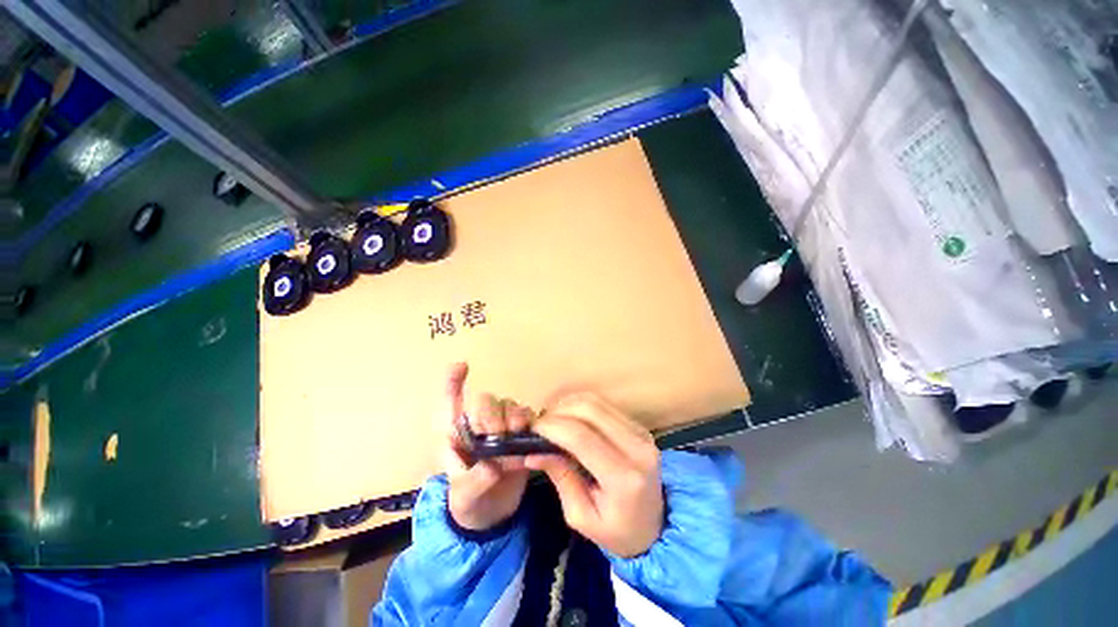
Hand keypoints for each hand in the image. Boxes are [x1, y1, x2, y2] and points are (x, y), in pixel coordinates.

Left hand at [440, 363, 530, 531]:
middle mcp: (479, 424)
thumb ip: (475, 481)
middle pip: (485, 401)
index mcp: (456, 434)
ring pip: (509, 406)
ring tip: (514, 437)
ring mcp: (501, 427)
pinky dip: (529, 423)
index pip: (449, 402)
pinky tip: (528, 436)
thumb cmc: (468, 503)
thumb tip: (494, 467)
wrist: (492, 515)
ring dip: (513, 418)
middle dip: (491, 413)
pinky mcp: (521, 433)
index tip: (461, 366)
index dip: (452, 382)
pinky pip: (528, 416)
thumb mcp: (464, 496)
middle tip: (496, 435)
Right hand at [526, 394, 663, 557]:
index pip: (581, 437)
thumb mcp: (581, 516)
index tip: (532, 430)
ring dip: (568, 405)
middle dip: (558, 412)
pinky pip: (604, 405)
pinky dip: (581, 406)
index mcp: (624, 477)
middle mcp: (637, 447)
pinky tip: (569, 418)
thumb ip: (560, 477)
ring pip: (596, 401)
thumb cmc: (617, 531)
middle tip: (540, 425)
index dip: (553, 427)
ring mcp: (641, 432)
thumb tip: (532, 452)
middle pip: (589, 410)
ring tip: (552, 421)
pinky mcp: (639, 426)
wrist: (657, 525)